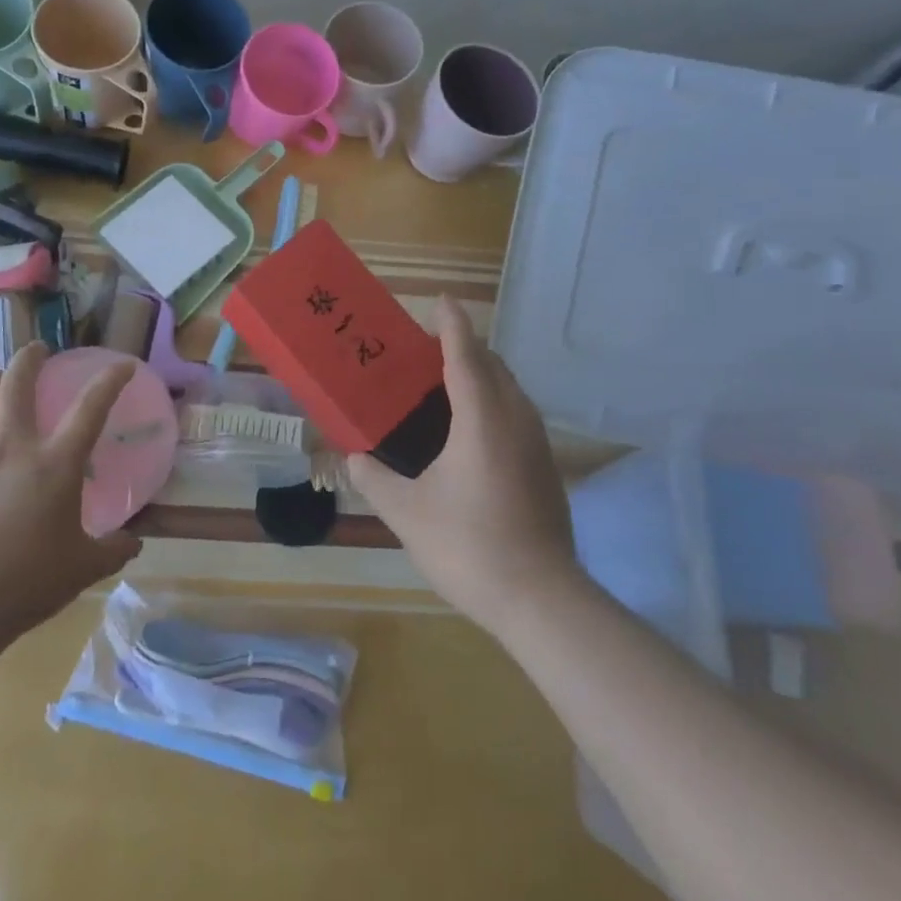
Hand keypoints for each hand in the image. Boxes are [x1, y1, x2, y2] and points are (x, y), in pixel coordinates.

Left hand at [0, 342, 141, 638]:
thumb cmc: (30, 580)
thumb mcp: (85, 567)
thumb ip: (114, 549)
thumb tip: (133, 542)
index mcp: (56, 464)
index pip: (91, 408)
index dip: (110, 380)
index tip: (123, 365)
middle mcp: (14, 449)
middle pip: (16, 386)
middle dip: (28, 359)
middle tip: (38, 350)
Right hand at [346, 297, 577, 637]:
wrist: (541, 599)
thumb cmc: (468, 547)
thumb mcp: (406, 513)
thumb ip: (374, 479)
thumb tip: (353, 458)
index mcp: (481, 420)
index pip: (464, 356)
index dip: (451, 325)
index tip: (440, 301)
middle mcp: (515, 420)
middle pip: (493, 366)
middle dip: (465, 346)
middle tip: (427, 349)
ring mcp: (537, 444)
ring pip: (510, 390)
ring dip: (482, 374)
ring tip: (446, 383)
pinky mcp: (546, 468)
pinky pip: (517, 414)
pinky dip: (494, 401)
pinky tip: (471, 430)